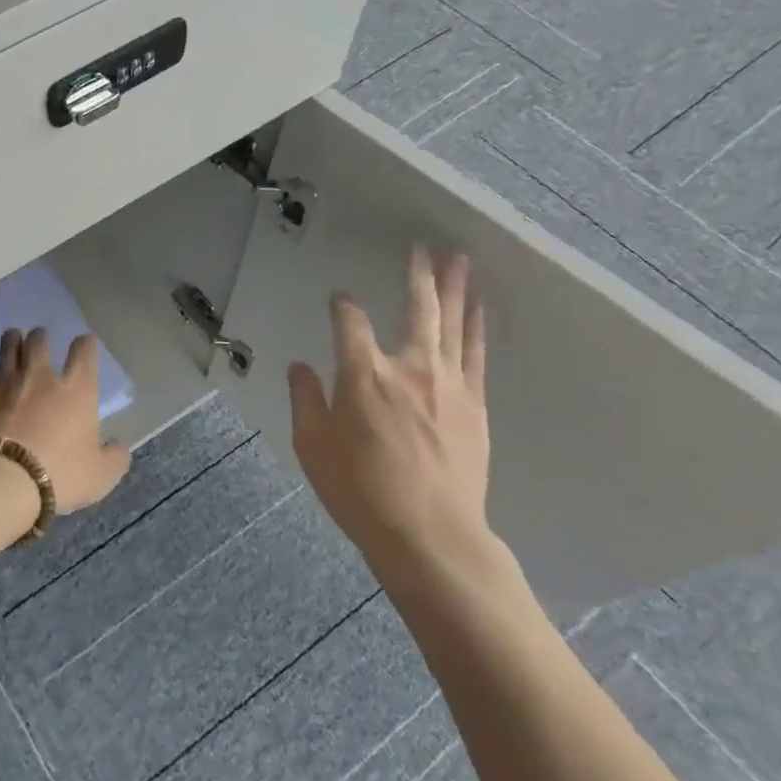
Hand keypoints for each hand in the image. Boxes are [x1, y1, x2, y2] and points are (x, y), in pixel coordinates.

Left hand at [0, 329, 131, 512]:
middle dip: (41, 337)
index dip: (86, 344)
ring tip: (14, 338)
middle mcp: (40, 377)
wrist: (0, 479)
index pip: (84, 352)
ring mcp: (6, 384)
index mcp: (76, 390)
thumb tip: (120, 449)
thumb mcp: (99, 476)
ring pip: (8, 348)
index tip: (85, 344)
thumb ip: (113, 459)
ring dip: (13, 341)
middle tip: (41, 338)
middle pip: (39, 341)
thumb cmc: (59, 474)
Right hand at [286, 246, 513, 602]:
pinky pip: (476, 353)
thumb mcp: (312, 447)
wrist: (430, 535)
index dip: (341, 305)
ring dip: (455, 288)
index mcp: (362, 375)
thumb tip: (300, 366)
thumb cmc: (360, 491)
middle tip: (422, 246)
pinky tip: (479, 307)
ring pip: (453, 323)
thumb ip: (305, 399)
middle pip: (416, 308)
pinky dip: (477, 325)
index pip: (349, 321)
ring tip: (460, 258)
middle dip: (417, 274)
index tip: (338, 301)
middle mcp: (408, 367)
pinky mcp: (473, 404)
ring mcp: (447, 383)